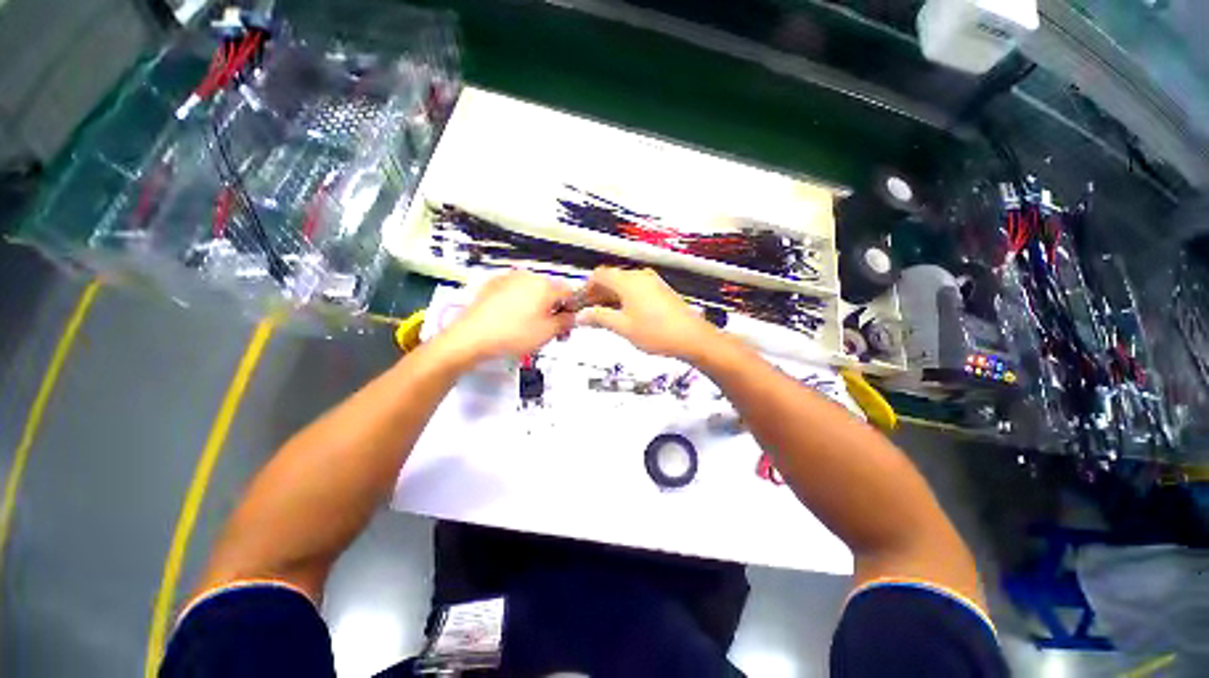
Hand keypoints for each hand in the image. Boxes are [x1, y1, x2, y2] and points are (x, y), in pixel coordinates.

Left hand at [440, 271, 574, 364]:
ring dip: (537, 307)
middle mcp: (528, 276)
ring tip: (530, 328)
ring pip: (532, 291)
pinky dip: (519, 303)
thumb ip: (567, 322)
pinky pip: (515, 292)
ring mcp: (508, 278)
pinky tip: (513, 320)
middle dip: (554, 309)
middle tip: (550, 331)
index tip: (567, 325)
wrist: (471, 337)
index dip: (572, 309)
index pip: (569, 292)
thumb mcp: (548, 332)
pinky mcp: (493, 285)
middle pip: (550, 291)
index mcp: (544, 285)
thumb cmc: (512, 334)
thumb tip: (572, 317)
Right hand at [576, 267, 720, 359]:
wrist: (692, 338)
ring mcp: (652, 283)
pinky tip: (623, 316)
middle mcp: (640, 276)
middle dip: (597, 295)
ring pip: (624, 286)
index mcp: (628, 281)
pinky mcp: (661, 291)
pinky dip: (625, 300)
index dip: (586, 288)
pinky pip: (636, 291)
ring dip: (611, 298)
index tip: (579, 302)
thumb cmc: (657, 332)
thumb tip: (581, 315)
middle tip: (588, 312)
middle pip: (611, 279)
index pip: (599, 275)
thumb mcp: (622, 327)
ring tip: (603, 317)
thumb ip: (599, 318)